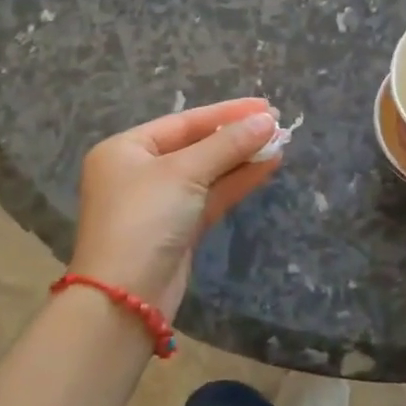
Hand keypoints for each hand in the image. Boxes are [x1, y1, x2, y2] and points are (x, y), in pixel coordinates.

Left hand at [68, 98, 281, 318]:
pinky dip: (237, 181)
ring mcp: (159, 203)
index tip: (265, 106)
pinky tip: (267, 167)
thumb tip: (268, 121)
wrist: (125, 299)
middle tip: (277, 124)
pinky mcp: (177, 229)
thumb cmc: (145, 219)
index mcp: (126, 149)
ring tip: (280, 143)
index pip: (184, 121)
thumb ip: (228, 144)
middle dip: (237, 136)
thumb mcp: (185, 172)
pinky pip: (211, 195)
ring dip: (242, 158)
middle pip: (196, 145)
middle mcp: (139, 172)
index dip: (227, 112)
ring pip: (207, 172)